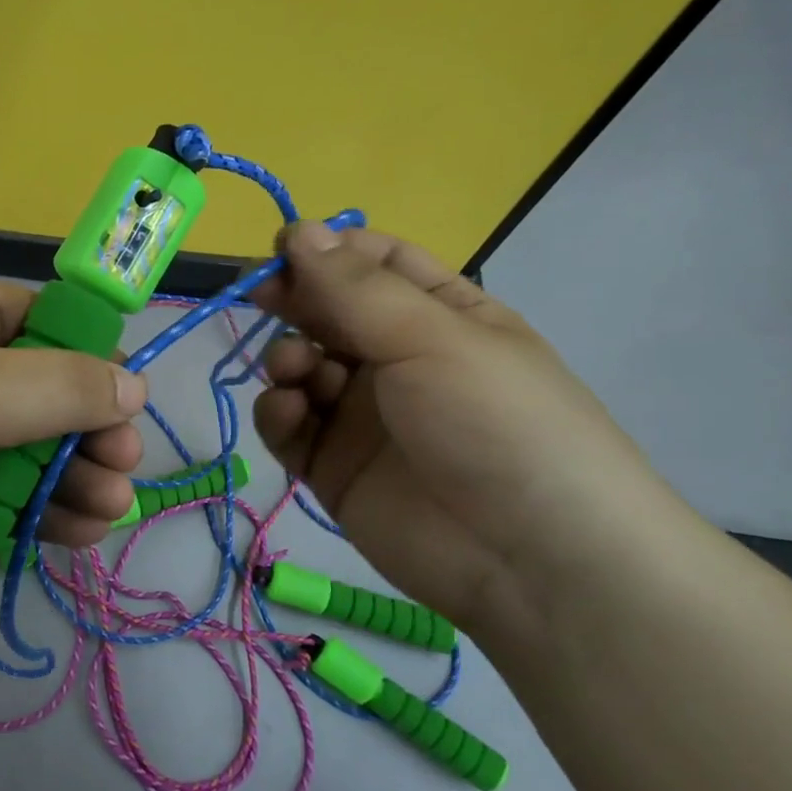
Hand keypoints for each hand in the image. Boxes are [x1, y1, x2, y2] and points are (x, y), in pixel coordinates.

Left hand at [0, 279, 146, 588]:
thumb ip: (60, 387)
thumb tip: (133, 385)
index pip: (46, 324)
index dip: (92, 361)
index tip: (127, 403)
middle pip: (45, 398)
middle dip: (88, 436)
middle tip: (121, 471)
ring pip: (26, 455)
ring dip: (69, 482)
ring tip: (105, 514)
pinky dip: (31, 514)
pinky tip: (68, 535)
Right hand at [251, 222, 675, 637]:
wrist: (531, 561)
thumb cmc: (494, 422)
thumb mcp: (431, 337)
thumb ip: (354, 287)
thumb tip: (298, 229)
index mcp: (440, 316)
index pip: (375, 264)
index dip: (328, 250)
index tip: (281, 248)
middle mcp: (397, 359)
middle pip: (328, 312)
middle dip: (294, 300)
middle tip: (260, 295)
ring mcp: (361, 415)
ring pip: (302, 367)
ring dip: (286, 358)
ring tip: (295, 371)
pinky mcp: (332, 465)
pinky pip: (289, 424)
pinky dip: (280, 412)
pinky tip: (290, 413)